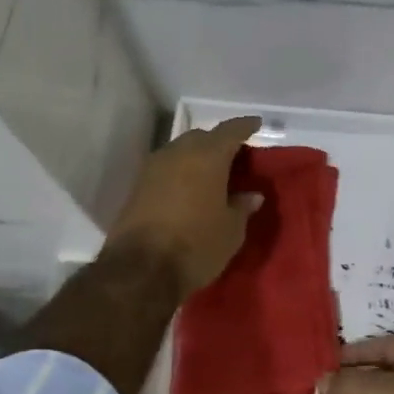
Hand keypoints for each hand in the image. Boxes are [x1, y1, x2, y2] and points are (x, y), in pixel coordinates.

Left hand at [105, 116, 264, 295]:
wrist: (140, 269)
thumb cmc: (197, 245)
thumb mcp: (231, 231)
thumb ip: (242, 207)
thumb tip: (251, 195)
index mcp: (207, 156)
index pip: (230, 131)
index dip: (245, 127)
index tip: (256, 124)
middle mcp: (178, 153)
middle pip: (202, 137)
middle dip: (219, 143)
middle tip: (234, 157)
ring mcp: (153, 168)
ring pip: (180, 152)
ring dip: (196, 158)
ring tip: (211, 174)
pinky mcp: (137, 187)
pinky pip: (166, 169)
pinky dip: (180, 173)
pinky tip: (189, 189)